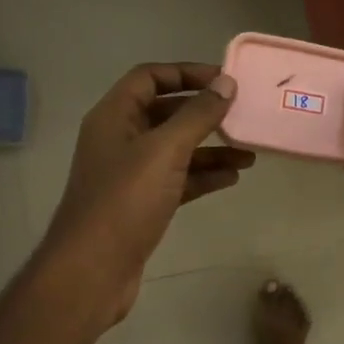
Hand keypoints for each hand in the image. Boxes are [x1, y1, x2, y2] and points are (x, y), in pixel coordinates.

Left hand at [37, 63, 249, 329]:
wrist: (93, 270)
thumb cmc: (125, 202)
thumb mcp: (164, 151)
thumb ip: (197, 116)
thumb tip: (226, 83)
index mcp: (114, 117)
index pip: (150, 77)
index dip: (186, 73)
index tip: (225, 80)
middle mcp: (120, 139)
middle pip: (166, 113)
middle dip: (204, 114)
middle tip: (243, 114)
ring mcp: (131, 174)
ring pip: (176, 150)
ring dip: (211, 148)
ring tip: (250, 153)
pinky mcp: (143, 204)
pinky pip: (178, 179)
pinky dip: (203, 176)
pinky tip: (233, 178)